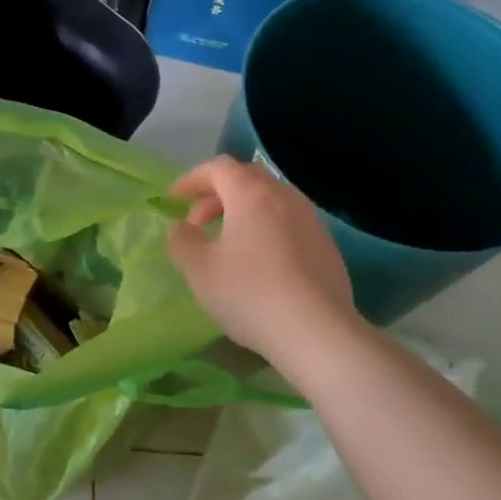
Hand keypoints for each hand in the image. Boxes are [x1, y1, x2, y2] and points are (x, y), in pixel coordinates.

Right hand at [166, 156, 363, 364]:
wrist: (317, 332)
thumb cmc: (249, 293)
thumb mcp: (199, 270)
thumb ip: (181, 241)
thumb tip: (180, 228)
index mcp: (251, 194)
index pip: (218, 168)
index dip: (191, 179)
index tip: (174, 199)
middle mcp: (285, 197)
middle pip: (247, 178)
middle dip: (217, 194)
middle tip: (198, 223)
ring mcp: (311, 220)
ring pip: (271, 200)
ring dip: (243, 212)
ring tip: (227, 243)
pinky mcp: (327, 246)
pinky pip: (289, 223)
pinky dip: (266, 229)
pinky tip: (259, 263)